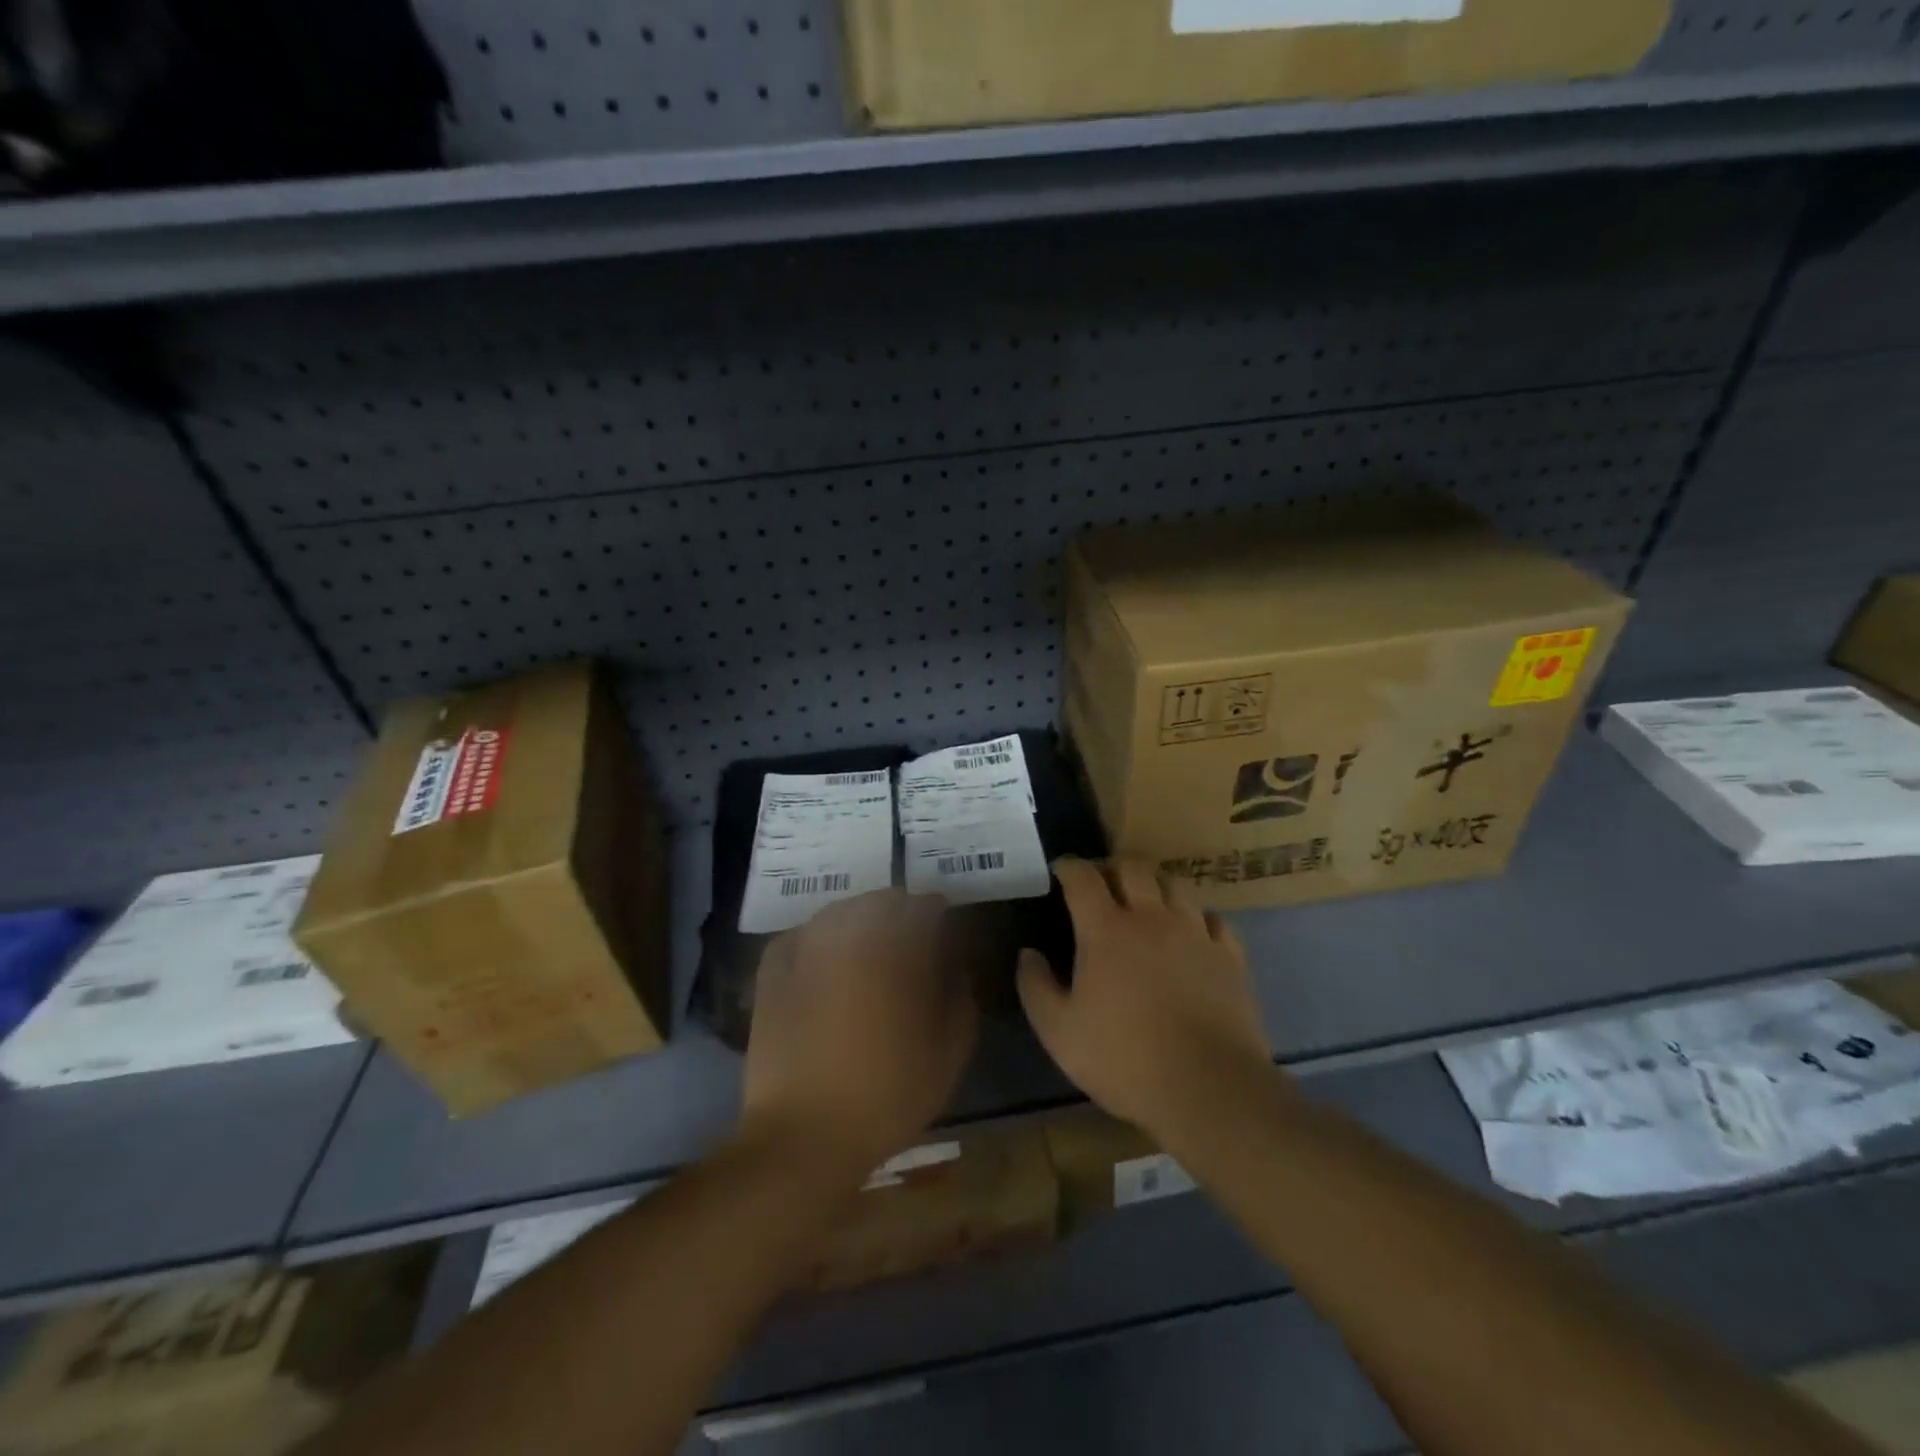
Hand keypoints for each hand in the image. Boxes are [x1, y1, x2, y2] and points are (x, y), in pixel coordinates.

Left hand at [741, 889, 978, 1176]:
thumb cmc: (889, 1092)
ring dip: (860, 921)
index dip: (939, 917)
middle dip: (901, 915)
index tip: (945, 937)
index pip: (925, 907)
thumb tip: (954, 963)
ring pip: (840, 912)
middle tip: (909, 945)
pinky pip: (802, 934)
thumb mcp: (949, 1049)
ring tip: (867, 952)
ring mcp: (806, 946)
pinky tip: (825, 961)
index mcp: (897, 947)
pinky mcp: (773, 969)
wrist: (806, 1134)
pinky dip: (819, 938)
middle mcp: (850, 933)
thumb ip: (960, 994)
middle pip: (881, 902)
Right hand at [1017, 858, 1270, 1141]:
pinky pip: (1213, 918)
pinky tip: (1192, 931)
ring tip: (1147, 900)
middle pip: (1133, 867)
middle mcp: (1152, 918)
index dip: (1069, 866)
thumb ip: (1036, 987)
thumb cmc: (1124, 1058)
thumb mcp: (1059, 1031)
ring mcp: (1195, 933)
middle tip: (1102, 880)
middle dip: (1113, 865)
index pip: (1083, 878)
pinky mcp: (1230, 956)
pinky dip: (1196, 916)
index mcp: (1106, 929)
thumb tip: (1028, 954)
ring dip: (1155, 884)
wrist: (1207, 1087)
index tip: (1060, 869)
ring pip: (1175, 884)